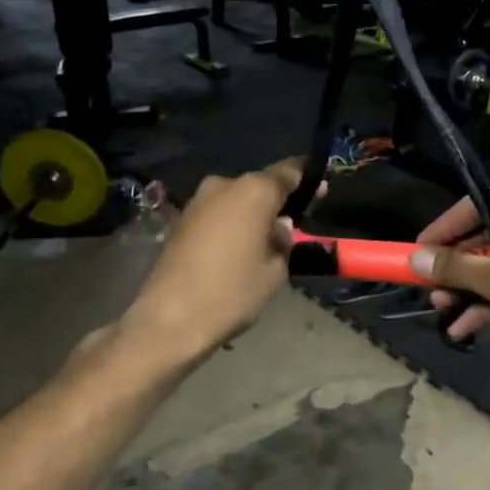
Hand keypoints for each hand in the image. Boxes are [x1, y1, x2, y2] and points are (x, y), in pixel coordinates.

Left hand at [123, 160, 301, 362]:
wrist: (170, 318)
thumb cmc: (232, 292)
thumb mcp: (275, 271)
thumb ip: (283, 241)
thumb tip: (279, 227)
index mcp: (254, 191)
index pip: (289, 171)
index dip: (307, 180)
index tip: (319, 191)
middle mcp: (224, 185)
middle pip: (259, 185)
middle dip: (276, 202)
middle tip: (292, 226)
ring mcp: (198, 201)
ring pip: (236, 200)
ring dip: (251, 215)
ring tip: (263, 244)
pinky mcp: (180, 220)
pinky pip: (216, 215)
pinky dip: (230, 226)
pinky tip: (236, 252)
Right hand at [408, 188, 489, 371]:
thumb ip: (456, 268)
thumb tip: (414, 258)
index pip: (478, 204)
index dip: (445, 226)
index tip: (417, 249)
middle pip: (484, 236)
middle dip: (454, 265)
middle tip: (427, 286)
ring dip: (467, 288)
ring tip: (440, 309)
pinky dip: (488, 304)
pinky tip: (464, 328)